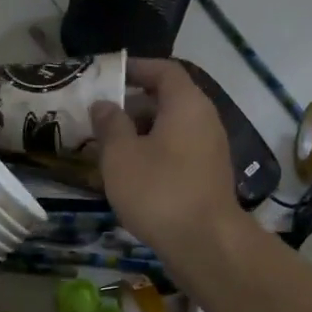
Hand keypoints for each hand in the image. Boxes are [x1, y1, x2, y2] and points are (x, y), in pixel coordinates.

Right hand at [90, 58, 245, 267]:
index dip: (136, 67)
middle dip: (133, 104)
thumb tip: (104, 105)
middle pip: (168, 99)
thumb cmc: (159, 190)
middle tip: (101, 115)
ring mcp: (211, 149)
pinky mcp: (209, 175)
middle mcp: (205, 120)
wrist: (205, 243)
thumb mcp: (121, 155)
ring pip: (172, 128)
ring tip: (109, 146)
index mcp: (187, 104)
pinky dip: (154, 152)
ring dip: (141, 132)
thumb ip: (110, 124)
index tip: (108, 75)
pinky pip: (178, 151)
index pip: (163, 70)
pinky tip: (131, 172)